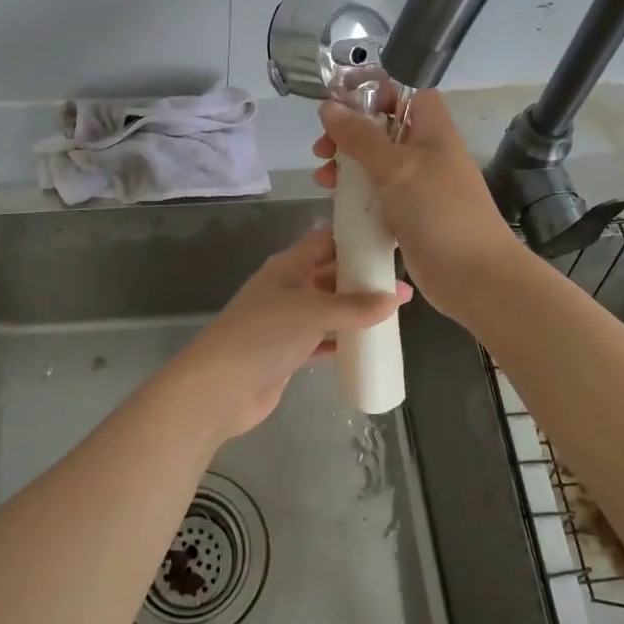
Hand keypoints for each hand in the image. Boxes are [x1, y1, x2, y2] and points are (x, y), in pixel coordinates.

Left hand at [172, 227, 411, 438]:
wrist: (221, 387)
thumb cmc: (265, 335)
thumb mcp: (313, 312)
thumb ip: (356, 306)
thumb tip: (397, 297)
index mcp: (289, 266)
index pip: (326, 240)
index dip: (355, 237)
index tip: (388, 237)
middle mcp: (289, 287)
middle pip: (331, 274)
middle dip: (363, 277)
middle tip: (402, 281)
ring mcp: (288, 321)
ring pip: (330, 308)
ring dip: (357, 310)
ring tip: (396, 313)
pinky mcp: (289, 351)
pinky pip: (324, 338)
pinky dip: (345, 340)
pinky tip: (371, 344)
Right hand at [314, 89, 523, 314]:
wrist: (474, 276)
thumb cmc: (439, 211)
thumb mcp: (396, 167)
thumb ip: (360, 136)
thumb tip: (328, 106)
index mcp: (431, 128)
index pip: (403, 91)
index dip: (372, 91)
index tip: (338, 102)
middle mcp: (425, 151)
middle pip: (382, 127)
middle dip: (348, 133)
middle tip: (322, 148)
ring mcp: (418, 184)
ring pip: (375, 162)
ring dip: (346, 165)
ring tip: (323, 179)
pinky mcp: (409, 213)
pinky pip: (377, 193)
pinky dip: (356, 193)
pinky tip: (335, 201)